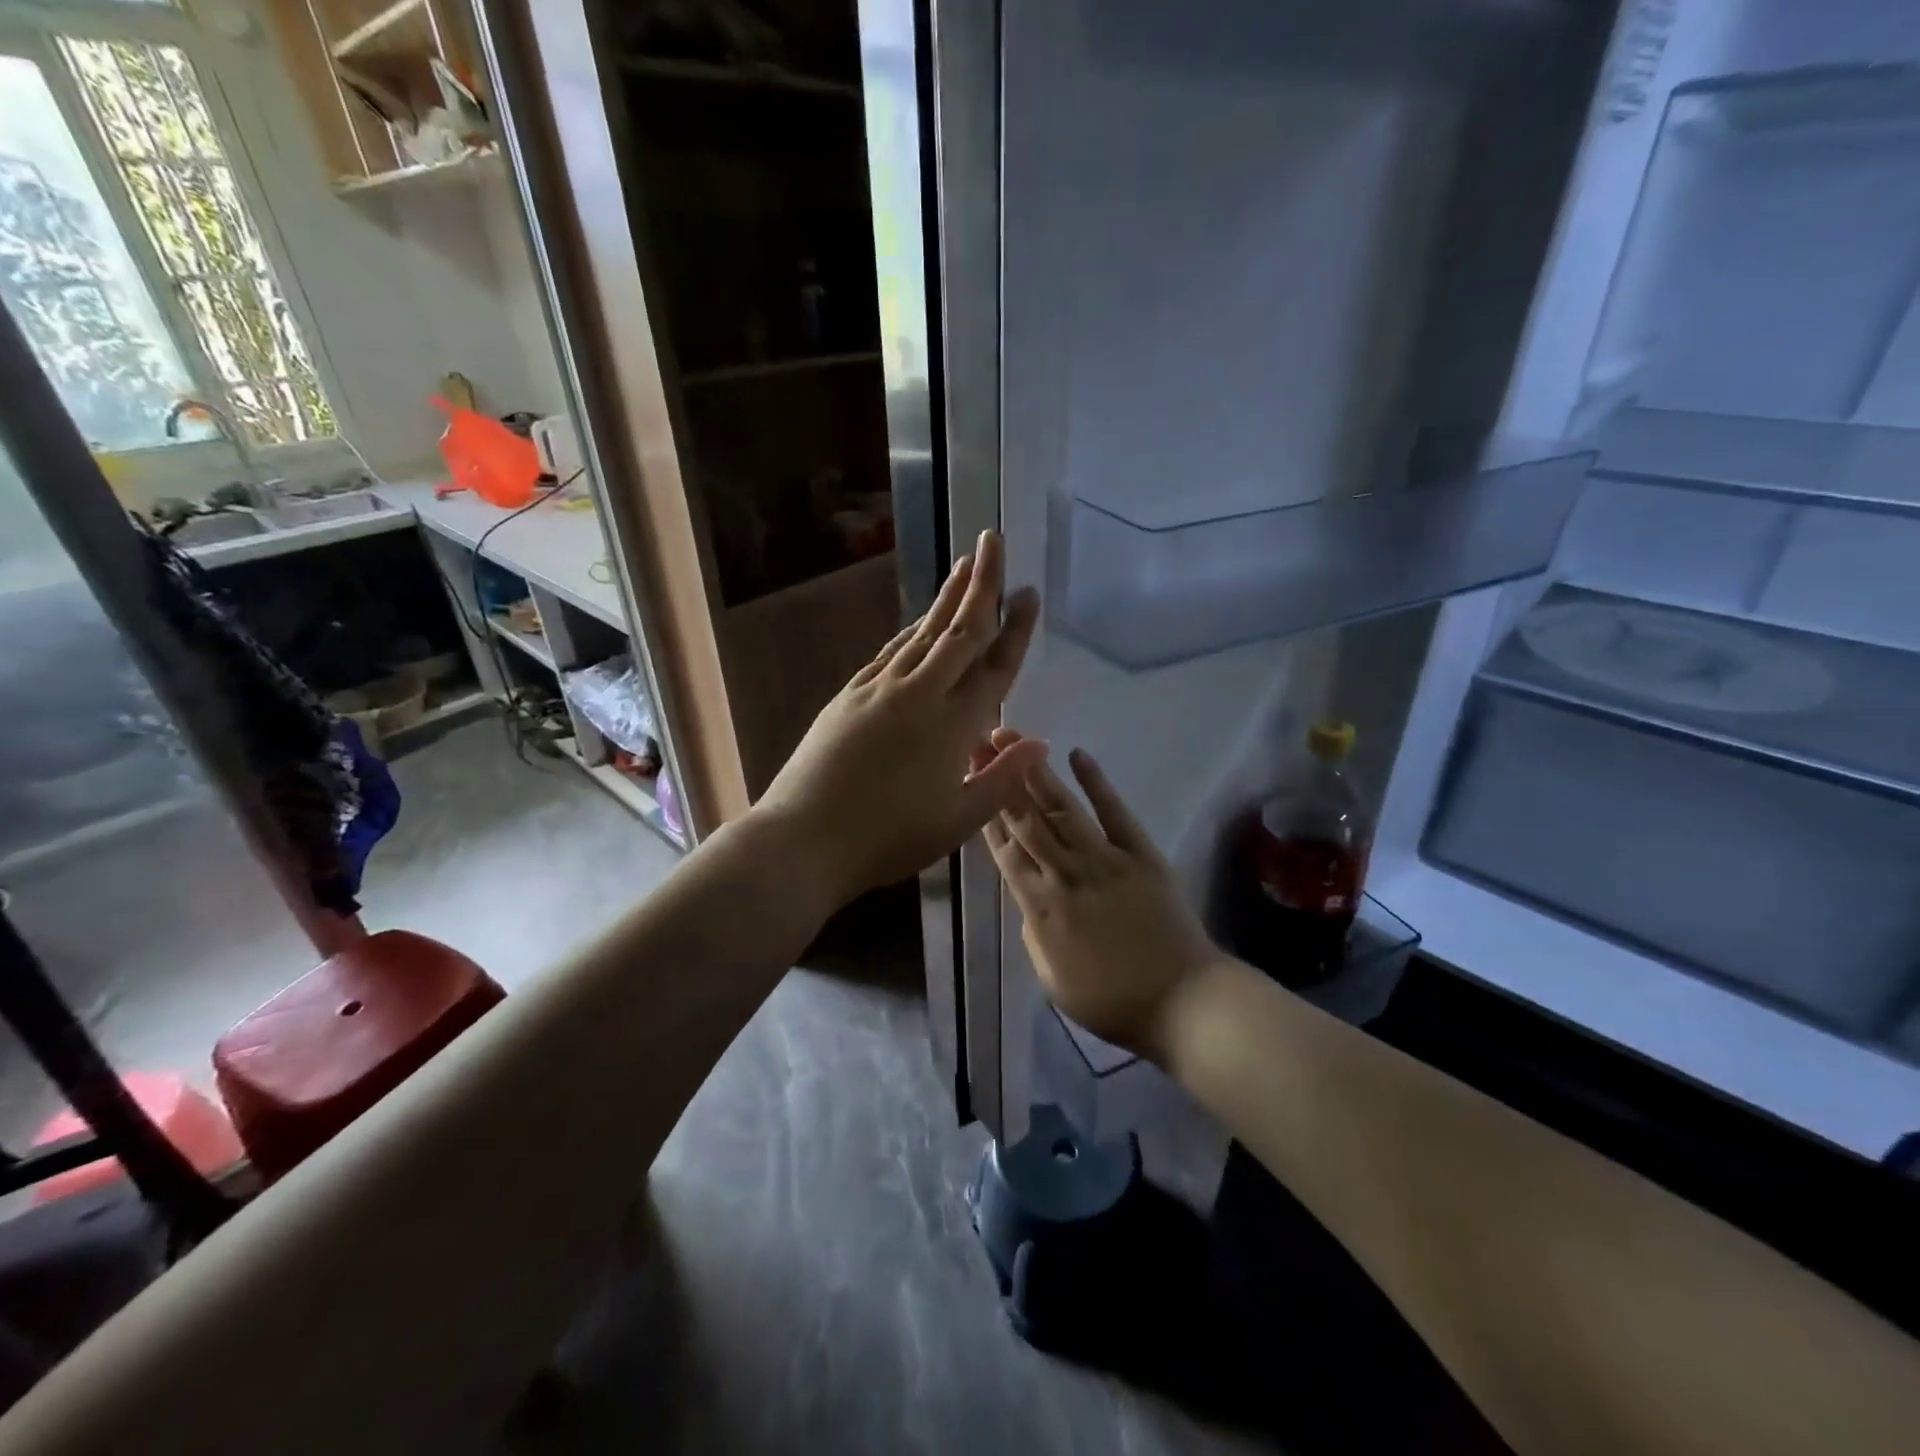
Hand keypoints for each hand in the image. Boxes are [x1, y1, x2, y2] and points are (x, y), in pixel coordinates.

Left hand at [752, 530, 1046, 906]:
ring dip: (947, 598)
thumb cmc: (888, 839)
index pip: (994, 666)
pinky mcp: (850, 695)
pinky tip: (919, 623)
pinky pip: (891, 652)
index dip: (1015, 628)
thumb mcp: (958, 821)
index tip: (1029, 592)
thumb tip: (1040, 741)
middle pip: (959, 630)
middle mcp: (920, 694)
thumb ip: (1002, 778)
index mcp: (954, 726)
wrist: (805, 838)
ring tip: (965, 566)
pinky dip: (912, 632)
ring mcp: (880, 690)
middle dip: (981, 583)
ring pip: (923, 632)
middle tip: (994, 541)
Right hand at [985, 744, 1222, 1060]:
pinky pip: (1115, 812)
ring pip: (1063, 809)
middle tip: (984, 744)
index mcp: (1039, 908)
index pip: (1005, 851)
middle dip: (1002, 779)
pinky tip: (1078, 755)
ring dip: (1037, 773)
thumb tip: (1027, 900)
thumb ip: (1033, 934)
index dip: (985, 814)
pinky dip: (1096, 782)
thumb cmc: (1112, 1001)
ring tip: (1017, 740)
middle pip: (1027, 819)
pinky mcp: (1141, 854)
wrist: (1182, 1002)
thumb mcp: (1051, 981)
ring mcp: (1105, 859)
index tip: (972, 782)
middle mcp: (1065, 874)